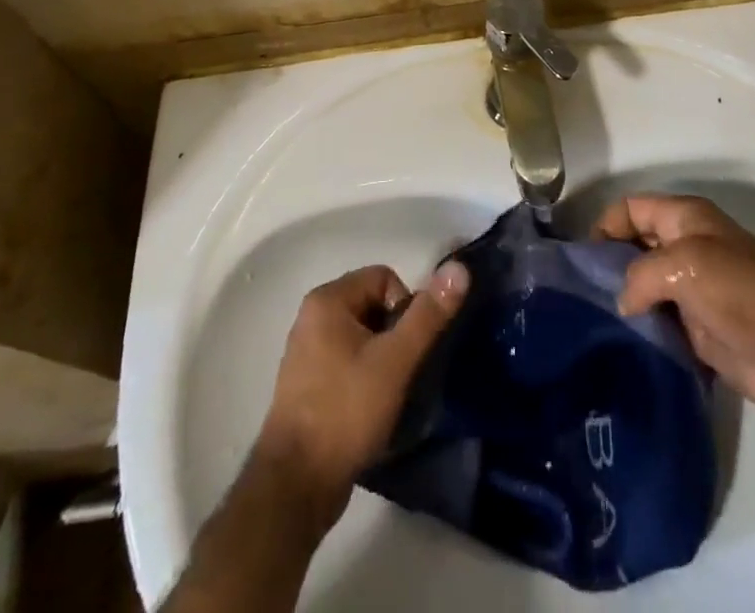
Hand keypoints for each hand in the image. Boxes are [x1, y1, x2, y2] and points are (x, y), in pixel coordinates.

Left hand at [254, 261, 469, 528]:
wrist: (295, 486)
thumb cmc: (346, 411)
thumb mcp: (395, 361)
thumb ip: (428, 315)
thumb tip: (459, 269)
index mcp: (327, 300)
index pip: (384, 278)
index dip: (406, 307)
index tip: (409, 349)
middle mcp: (312, 318)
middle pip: (373, 307)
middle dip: (395, 336)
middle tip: (404, 373)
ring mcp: (307, 354)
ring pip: (362, 338)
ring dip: (383, 360)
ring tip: (391, 395)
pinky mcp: (308, 387)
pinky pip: (348, 364)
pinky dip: (366, 379)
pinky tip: (372, 412)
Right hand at [593, 194, 754, 414]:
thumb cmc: (738, 290)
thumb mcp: (682, 266)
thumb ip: (640, 275)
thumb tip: (623, 301)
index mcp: (684, 218)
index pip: (631, 208)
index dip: (605, 226)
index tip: (583, 259)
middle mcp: (685, 247)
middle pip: (635, 246)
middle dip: (610, 264)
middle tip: (583, 292)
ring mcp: (692, 288)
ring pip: (645, 286)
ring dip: (625, 300)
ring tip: (595, 320)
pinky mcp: (698, 328)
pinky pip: (659, 321)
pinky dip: (643, 328)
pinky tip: (623, 342)